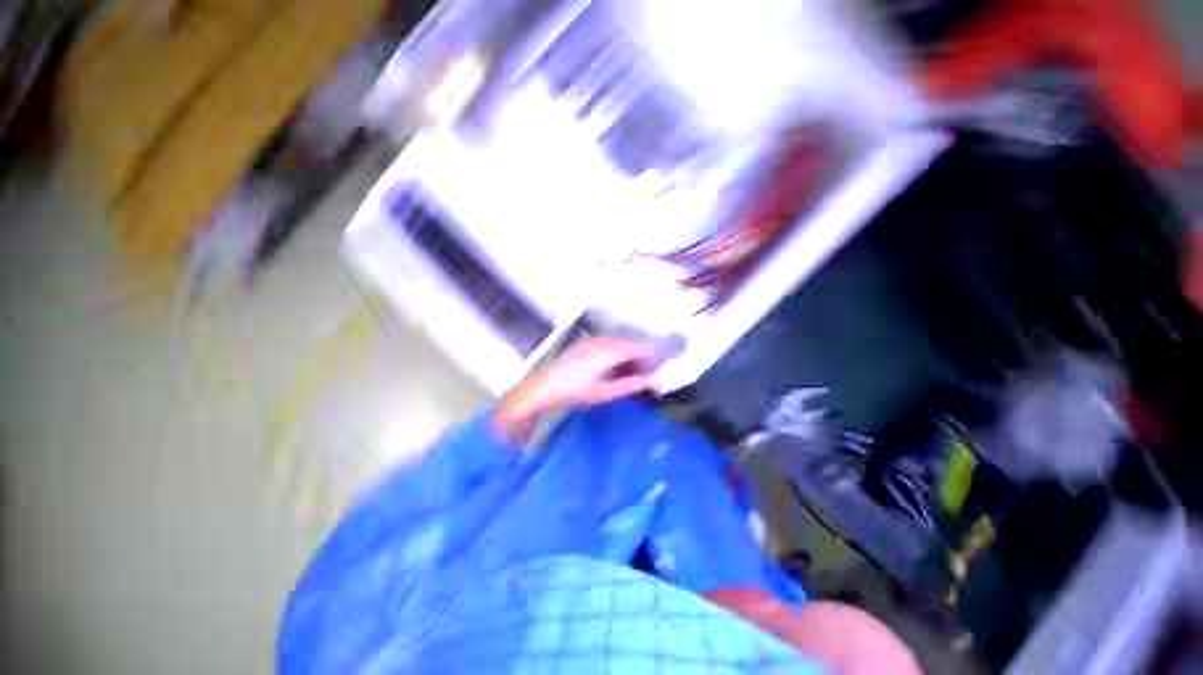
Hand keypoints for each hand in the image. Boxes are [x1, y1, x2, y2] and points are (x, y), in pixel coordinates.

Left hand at [494, 337, 656, 442]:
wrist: (542, 387)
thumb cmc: (574, 392)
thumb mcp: (603, 392)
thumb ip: (628, 385)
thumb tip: (648, 381)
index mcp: (606, 353)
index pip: (634, 347)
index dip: (649, 349)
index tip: (661, 354)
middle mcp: (599, 342)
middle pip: (625, 342)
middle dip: (639, 350)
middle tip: (649, 363)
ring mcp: (589, 342)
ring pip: (615, 342)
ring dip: (627, 349)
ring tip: (634, 363)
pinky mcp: (581, 345)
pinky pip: (605, 343)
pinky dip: (615, 349)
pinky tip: (615, 361)